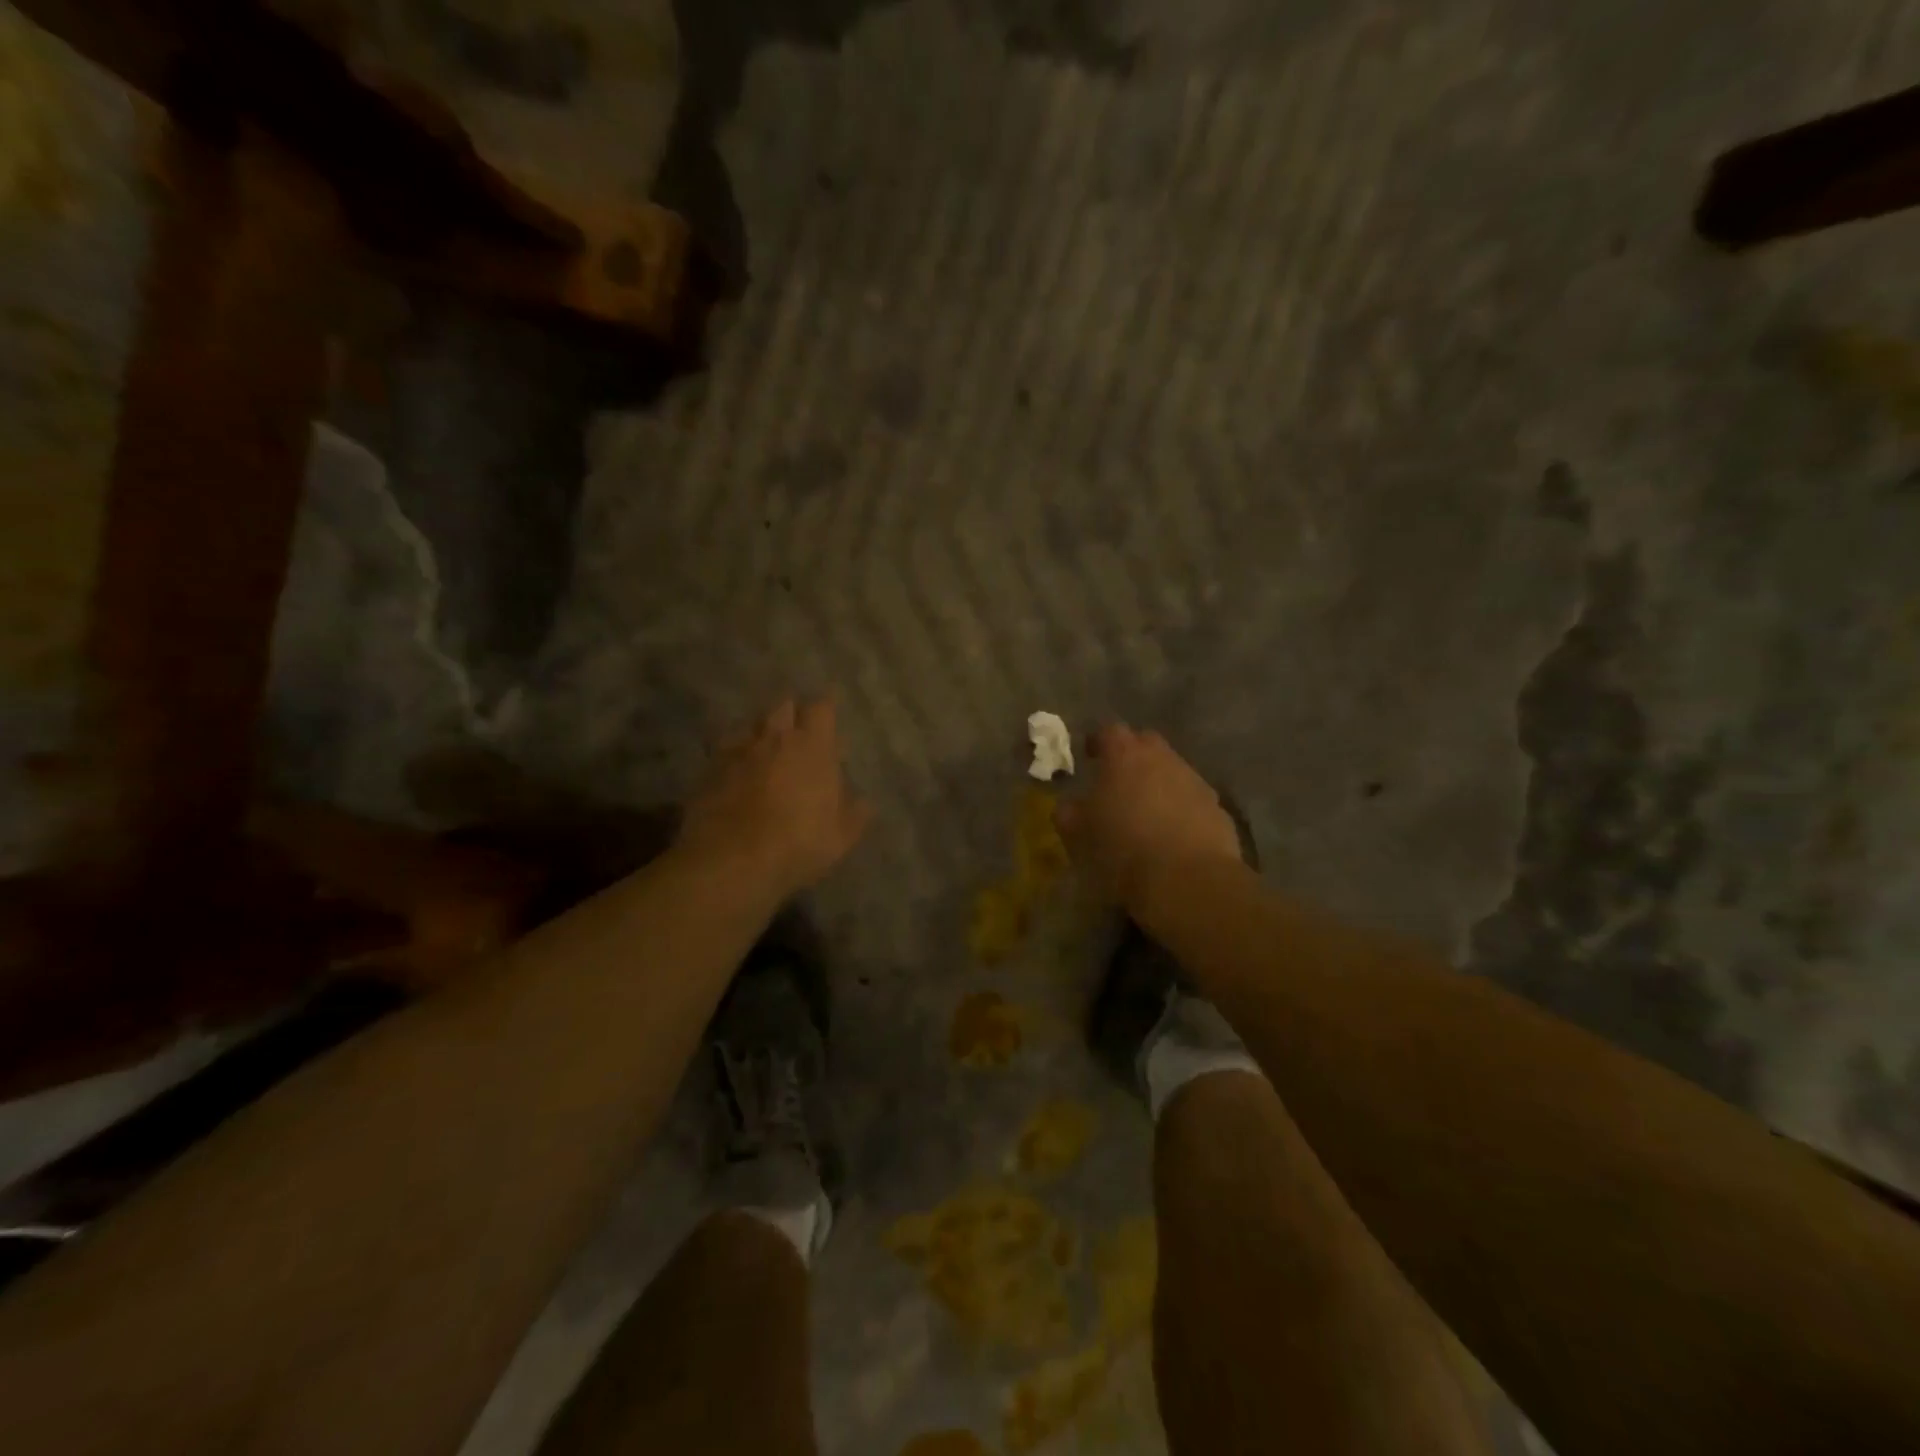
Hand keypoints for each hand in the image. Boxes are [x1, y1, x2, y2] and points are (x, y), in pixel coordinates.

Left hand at [676, 697, 871, 899]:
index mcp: (813, 746)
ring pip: (750, 725)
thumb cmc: (798, 843)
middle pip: (783, 706)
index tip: (828, 717)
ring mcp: (738, 751)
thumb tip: (863, 802)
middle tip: (796, 732)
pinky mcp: (708, 769)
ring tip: (763, 751)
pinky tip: (734, 773)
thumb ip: (854, 814)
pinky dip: (732, 757)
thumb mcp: (840, 837)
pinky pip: (724, 751)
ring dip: (759, 733)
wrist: (731, 860)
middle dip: (791, 714)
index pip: (821, 708)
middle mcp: (775, 738)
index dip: (825, 709)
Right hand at [1057, 724, 1241, 907]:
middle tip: (1118, 781)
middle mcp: (1163, 759)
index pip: (1109, 731)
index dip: (1098, 741)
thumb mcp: (1078, 835)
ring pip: (1172, 770)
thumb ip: (1068, 813)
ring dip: (1158, 783)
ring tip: (1146, 812)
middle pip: (1146, 743)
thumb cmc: (1122, 851)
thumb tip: (1069, 805)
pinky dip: (1181, 808)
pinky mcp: (1218, 809)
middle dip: (1132, 756)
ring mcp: (1195, 781)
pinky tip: (1173, 834)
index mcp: (1124, 756)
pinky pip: (1192, 799)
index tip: (1089, 756)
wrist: (1188, 881)